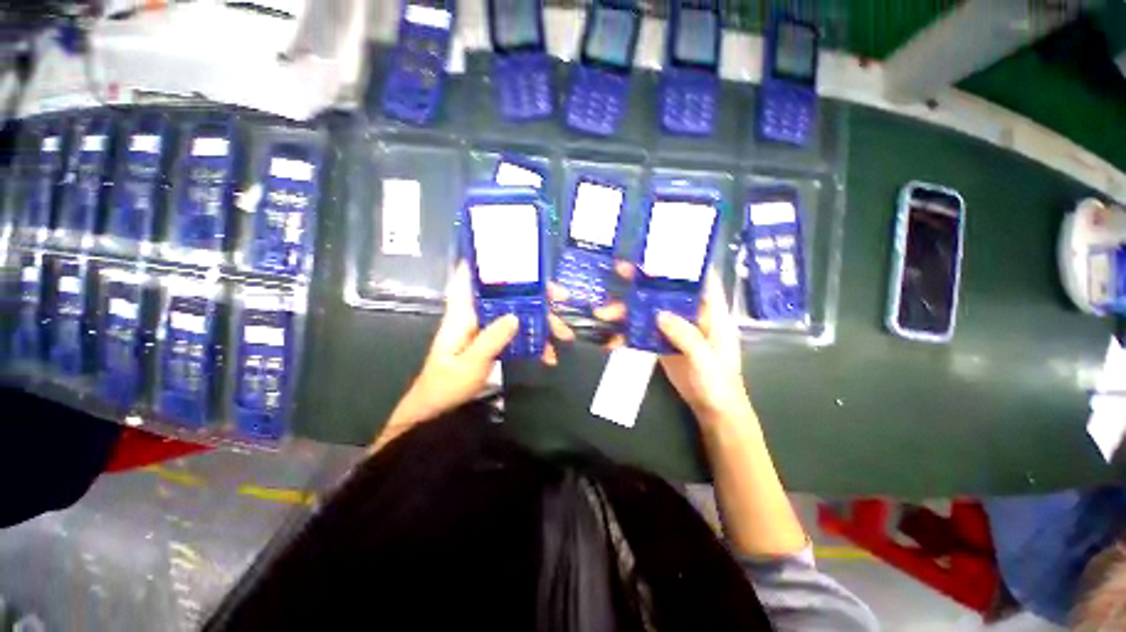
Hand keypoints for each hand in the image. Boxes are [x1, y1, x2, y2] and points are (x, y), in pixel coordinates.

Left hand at [372, 264, 573, 449]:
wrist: (436, 408)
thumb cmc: (446, 384)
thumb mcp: (470, 363)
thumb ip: (492, 339)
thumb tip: (516, 316)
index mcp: (463, 313)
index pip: (471, 276)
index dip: (489, 261)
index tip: (515, 256)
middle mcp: (477, 314)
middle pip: (508, 295)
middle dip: (537, 295)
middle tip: (563, 299)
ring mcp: (488, 327)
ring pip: (519, 314)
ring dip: (542, 323)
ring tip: (565, 336)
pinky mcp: (494, 340)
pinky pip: (518, 334)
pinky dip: (535, 342)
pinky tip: (549, 356)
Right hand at [596, 264, 749, 424]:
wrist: (712, 408)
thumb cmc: (719, 382)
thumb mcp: (706, 359)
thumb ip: (686, 336)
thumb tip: (659, 314)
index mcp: (711, 312)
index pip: (701, 279)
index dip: (683, 265)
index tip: (659, 254)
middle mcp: (691, 315)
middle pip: (667, 291)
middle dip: (643, 280)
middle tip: (620, 270)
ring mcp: (674, 328)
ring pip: (649, 310)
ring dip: (627, 309)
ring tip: (603, 313)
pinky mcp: (661, 342)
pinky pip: (643, 331)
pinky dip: (627, 332)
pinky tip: (611, 337)